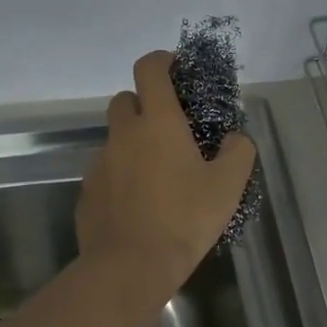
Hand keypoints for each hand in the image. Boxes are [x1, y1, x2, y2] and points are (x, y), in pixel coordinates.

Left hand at [77, 51, 257, 294]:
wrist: (130, 266)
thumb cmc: (184, 219)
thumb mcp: (228, 186)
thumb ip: (239, 151)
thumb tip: (235, 139)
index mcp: (158, 123)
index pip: (149, 69)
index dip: (162, 60)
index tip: (176, 68)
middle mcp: (123, 134)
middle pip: (125, 99)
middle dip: (144, 103)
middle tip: (169, 128)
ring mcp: (100, 162)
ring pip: (115, 138)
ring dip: (133, 143)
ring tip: (158, 174)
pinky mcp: (88, 191)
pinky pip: (106, 171)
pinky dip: (121, 175)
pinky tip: (139, 203)